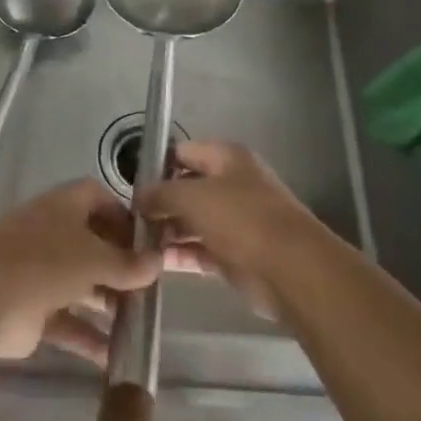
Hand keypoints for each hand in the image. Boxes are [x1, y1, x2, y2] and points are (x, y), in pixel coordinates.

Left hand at [0, 179, 161, 366]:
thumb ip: (127, 263)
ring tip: (140, 324)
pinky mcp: (32, 312)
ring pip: (81, 286)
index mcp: (64, 206)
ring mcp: (40, 273)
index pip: (98, 199)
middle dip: (120, 266)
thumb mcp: (95, 257)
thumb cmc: (44, 261)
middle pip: (92, 245)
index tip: (148, 241)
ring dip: (108, 304)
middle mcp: (52, 234)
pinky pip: (68, 322)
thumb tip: (157, 262)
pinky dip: (88, 338)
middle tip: (150, 289)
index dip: (123, 216)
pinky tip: (115, 358)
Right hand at [136, 140, 313, 318]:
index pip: (182, 152)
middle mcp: (232, 184)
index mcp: (226, 158)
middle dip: (160, 202)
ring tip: (137, 244)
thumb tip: (139, 197)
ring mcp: (236, 220)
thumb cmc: (241, 219)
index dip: (156, 165)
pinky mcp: (236, 254)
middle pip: (187, 188)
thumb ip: (160, 193)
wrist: (290, 269)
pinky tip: (156, 262)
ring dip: (167, 231)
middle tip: (129, 220)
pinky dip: (181, 254)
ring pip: (193, 221)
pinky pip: (201, 249)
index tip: (130, 185)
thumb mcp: (192, 196)